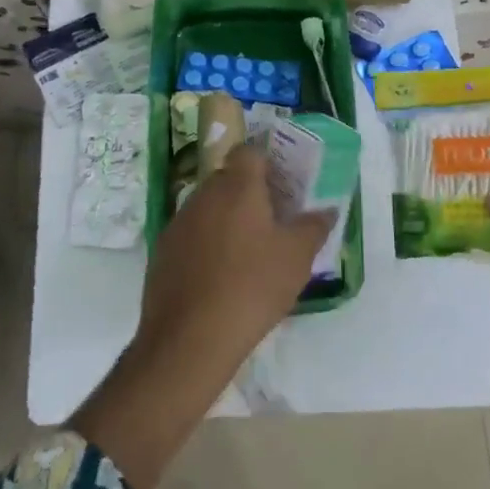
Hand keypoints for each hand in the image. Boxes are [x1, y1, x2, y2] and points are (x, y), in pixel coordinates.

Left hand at [139, 144, 334, 362]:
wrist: (190, 336)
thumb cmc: (252, 286)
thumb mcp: (297, 258)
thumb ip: (313, 227)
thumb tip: (326, 210)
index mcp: (238, 187)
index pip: (249, 152)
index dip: (266, 163)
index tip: (282, 187)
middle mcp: (204, 194)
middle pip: (228, 179)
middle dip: (248, 193)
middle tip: (271, 222)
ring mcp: (178, 222)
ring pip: (207, 207)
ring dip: (225, 219)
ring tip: (247, 253)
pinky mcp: (162, 250)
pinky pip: (191, 234)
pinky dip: (205, 244)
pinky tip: (219, 275)